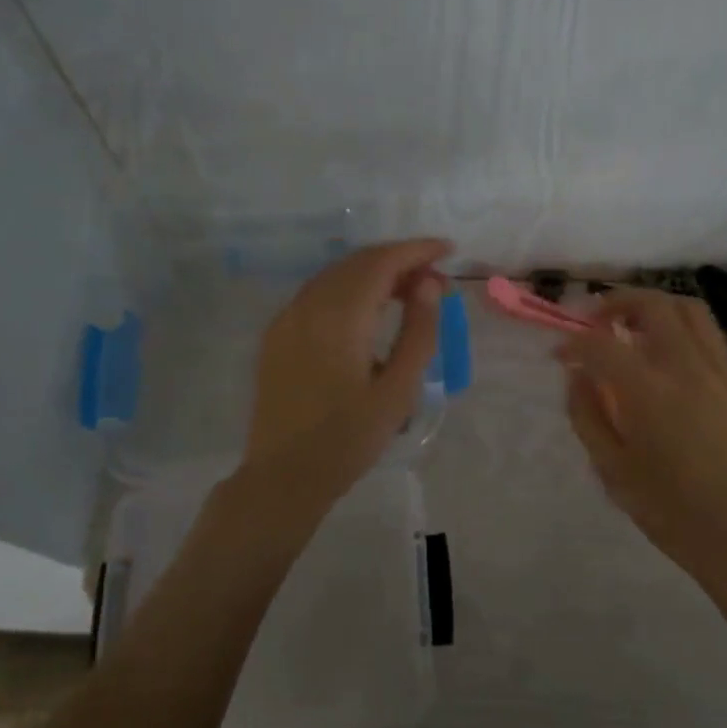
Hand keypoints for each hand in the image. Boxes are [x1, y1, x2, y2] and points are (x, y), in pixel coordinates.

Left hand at [233, 238, 451, 531]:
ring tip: (409, 293)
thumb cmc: (348, 440)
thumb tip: (430, 284)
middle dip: (399, 260)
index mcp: (340, 318)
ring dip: (374, 273)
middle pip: (358, 262)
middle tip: (435, 280)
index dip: (417, 250)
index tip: (448, 250)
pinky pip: (317, 293)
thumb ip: (418, 332)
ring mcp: (287, 318)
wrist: (283, 477)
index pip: (381, 262)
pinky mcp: (277, 334)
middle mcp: (308, 306)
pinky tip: (368, 310)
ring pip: (336, 274)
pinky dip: (349, 288)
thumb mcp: (398, 390)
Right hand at [556, 289, 726, 584]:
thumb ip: (586, 412)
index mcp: (647, 391)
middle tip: (595, 323)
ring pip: (688, 309)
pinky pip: (709, 334)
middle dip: (615, 304)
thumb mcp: (609, 465)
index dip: (574, 342)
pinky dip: (681, 327)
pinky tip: (666, 352)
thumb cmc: (663, 506)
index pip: (601, 344)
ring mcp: (717, 371)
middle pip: (651, 305)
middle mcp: (684, 368)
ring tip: (632, 326)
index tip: (561, 354)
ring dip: (654, 306)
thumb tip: (577, 374)